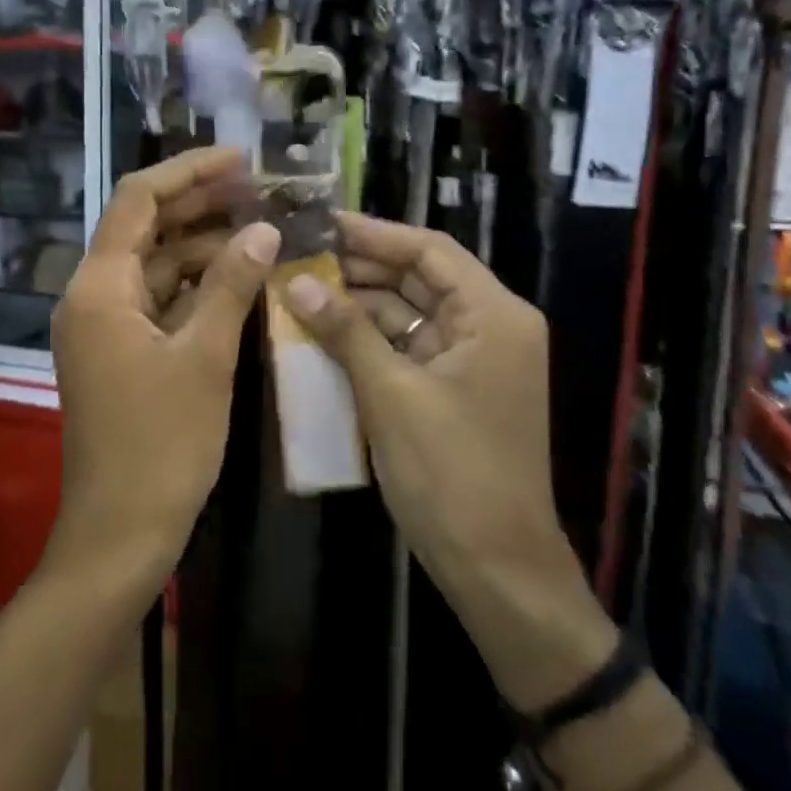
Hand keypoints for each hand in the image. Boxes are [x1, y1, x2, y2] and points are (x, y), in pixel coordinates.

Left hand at [48, 148, 279, 596]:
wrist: (121, 531)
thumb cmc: (162, 444)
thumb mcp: (205, 358)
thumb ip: (231, 285)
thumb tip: (262, 228)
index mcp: (99, 287)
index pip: (138, 200)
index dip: (188, 172)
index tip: (240, 158)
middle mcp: (91, 297)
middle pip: (144, 229)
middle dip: (199, 205)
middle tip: (259, 189)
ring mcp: (103, 327)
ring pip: (153, 267)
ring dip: (201, 247)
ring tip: (259, 226)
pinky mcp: (119, 353)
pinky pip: (157, 302)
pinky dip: (194, 287)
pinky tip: (237, 278)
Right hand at [280, 213, 615, 709]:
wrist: (495, 568)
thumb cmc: (451, 473)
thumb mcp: (391, 394)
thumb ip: (346, 331)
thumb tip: (296, 282)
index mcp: (494, 316)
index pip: (429, 251)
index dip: (373, 233)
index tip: (318, 223)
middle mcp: (488, 327)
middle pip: (417, 279)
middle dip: (357, 269)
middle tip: (295, 256)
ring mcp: (469, 361)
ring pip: (406, 315)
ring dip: (355, 306)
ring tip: (295, 290)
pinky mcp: (449, 390)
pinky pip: (403, 349)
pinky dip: (365, 341)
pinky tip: (319, 333)